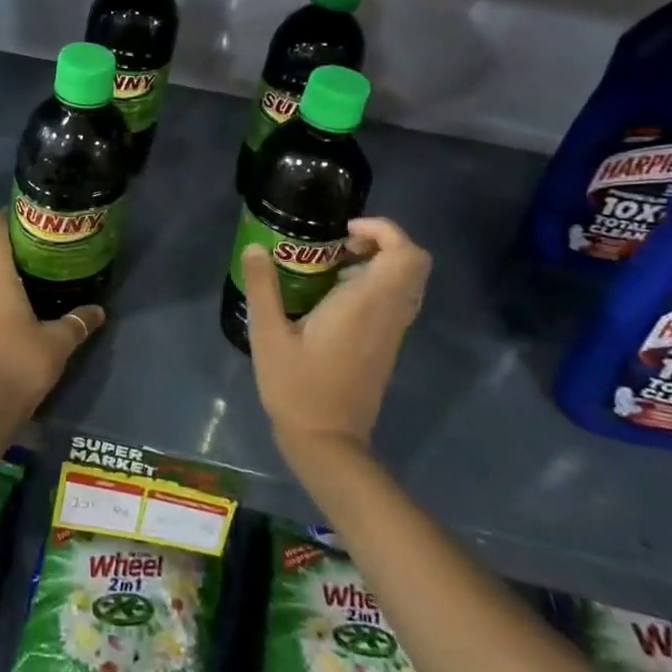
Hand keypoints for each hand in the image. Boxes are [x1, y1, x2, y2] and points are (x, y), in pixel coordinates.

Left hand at [0, 210, 105, 428]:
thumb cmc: (21, 363)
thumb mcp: (59, 341)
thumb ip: (79, 321)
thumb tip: (99, 310)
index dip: (5, 216)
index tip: (24, 210)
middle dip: (12, 246)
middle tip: (42, 246)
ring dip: (5, 273)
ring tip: (35, 274)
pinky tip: (20, 307)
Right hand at [239, 216, 430, 456]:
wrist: (327, 441)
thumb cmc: (296, 387)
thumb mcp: (268, 335)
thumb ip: (263, 287)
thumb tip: (256, 248)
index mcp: (365, 305)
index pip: (405, 254)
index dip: (384, 230)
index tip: (344, 231)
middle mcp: (388, 314)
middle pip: (415, 263)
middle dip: (383, 242)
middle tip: (341, 245)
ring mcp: (392, 332)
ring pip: (408, 283)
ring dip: (380, 263)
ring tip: (334, 266)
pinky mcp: (387, 346)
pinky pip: (396, 301)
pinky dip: (376, 285)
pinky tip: (334, 297)